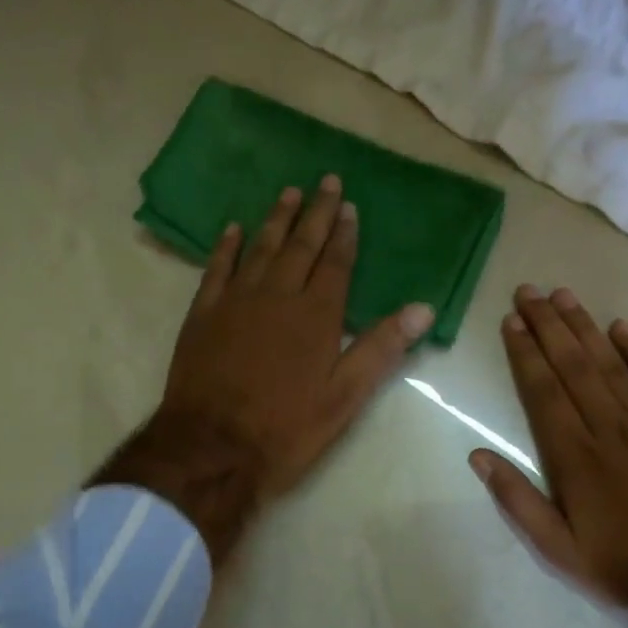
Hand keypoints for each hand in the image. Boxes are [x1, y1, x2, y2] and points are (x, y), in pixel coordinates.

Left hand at [96, 175, 432, 561]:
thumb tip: (423, 308)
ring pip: (260, 248)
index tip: (349, 206)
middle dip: (315, 213)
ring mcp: (235, 301)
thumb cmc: (286, 428)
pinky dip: (227, 246)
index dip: (344, 234)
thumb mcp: (344, 398)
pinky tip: (233, 229)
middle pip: (300, 246)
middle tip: (324, 180)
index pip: (335, 264)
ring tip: (288, 192)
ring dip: (276, 219)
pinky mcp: (203, 314)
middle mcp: (277, 296)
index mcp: (316, 316)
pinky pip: (216, 268)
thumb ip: (381, 349)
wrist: (211, 447)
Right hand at [468, 286, 627, 606]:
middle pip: (573, 366)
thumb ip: (516, 501)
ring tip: (563, 295)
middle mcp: (609, 429)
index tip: (510, 321)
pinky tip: (622, 327)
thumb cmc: (621, 565)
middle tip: (528, 291)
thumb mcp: (556, 549)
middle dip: (547, 325)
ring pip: (610, 364)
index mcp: (575, 457)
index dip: (525, 353)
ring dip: (584, 327)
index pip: (543, 391)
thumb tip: (477, 456)